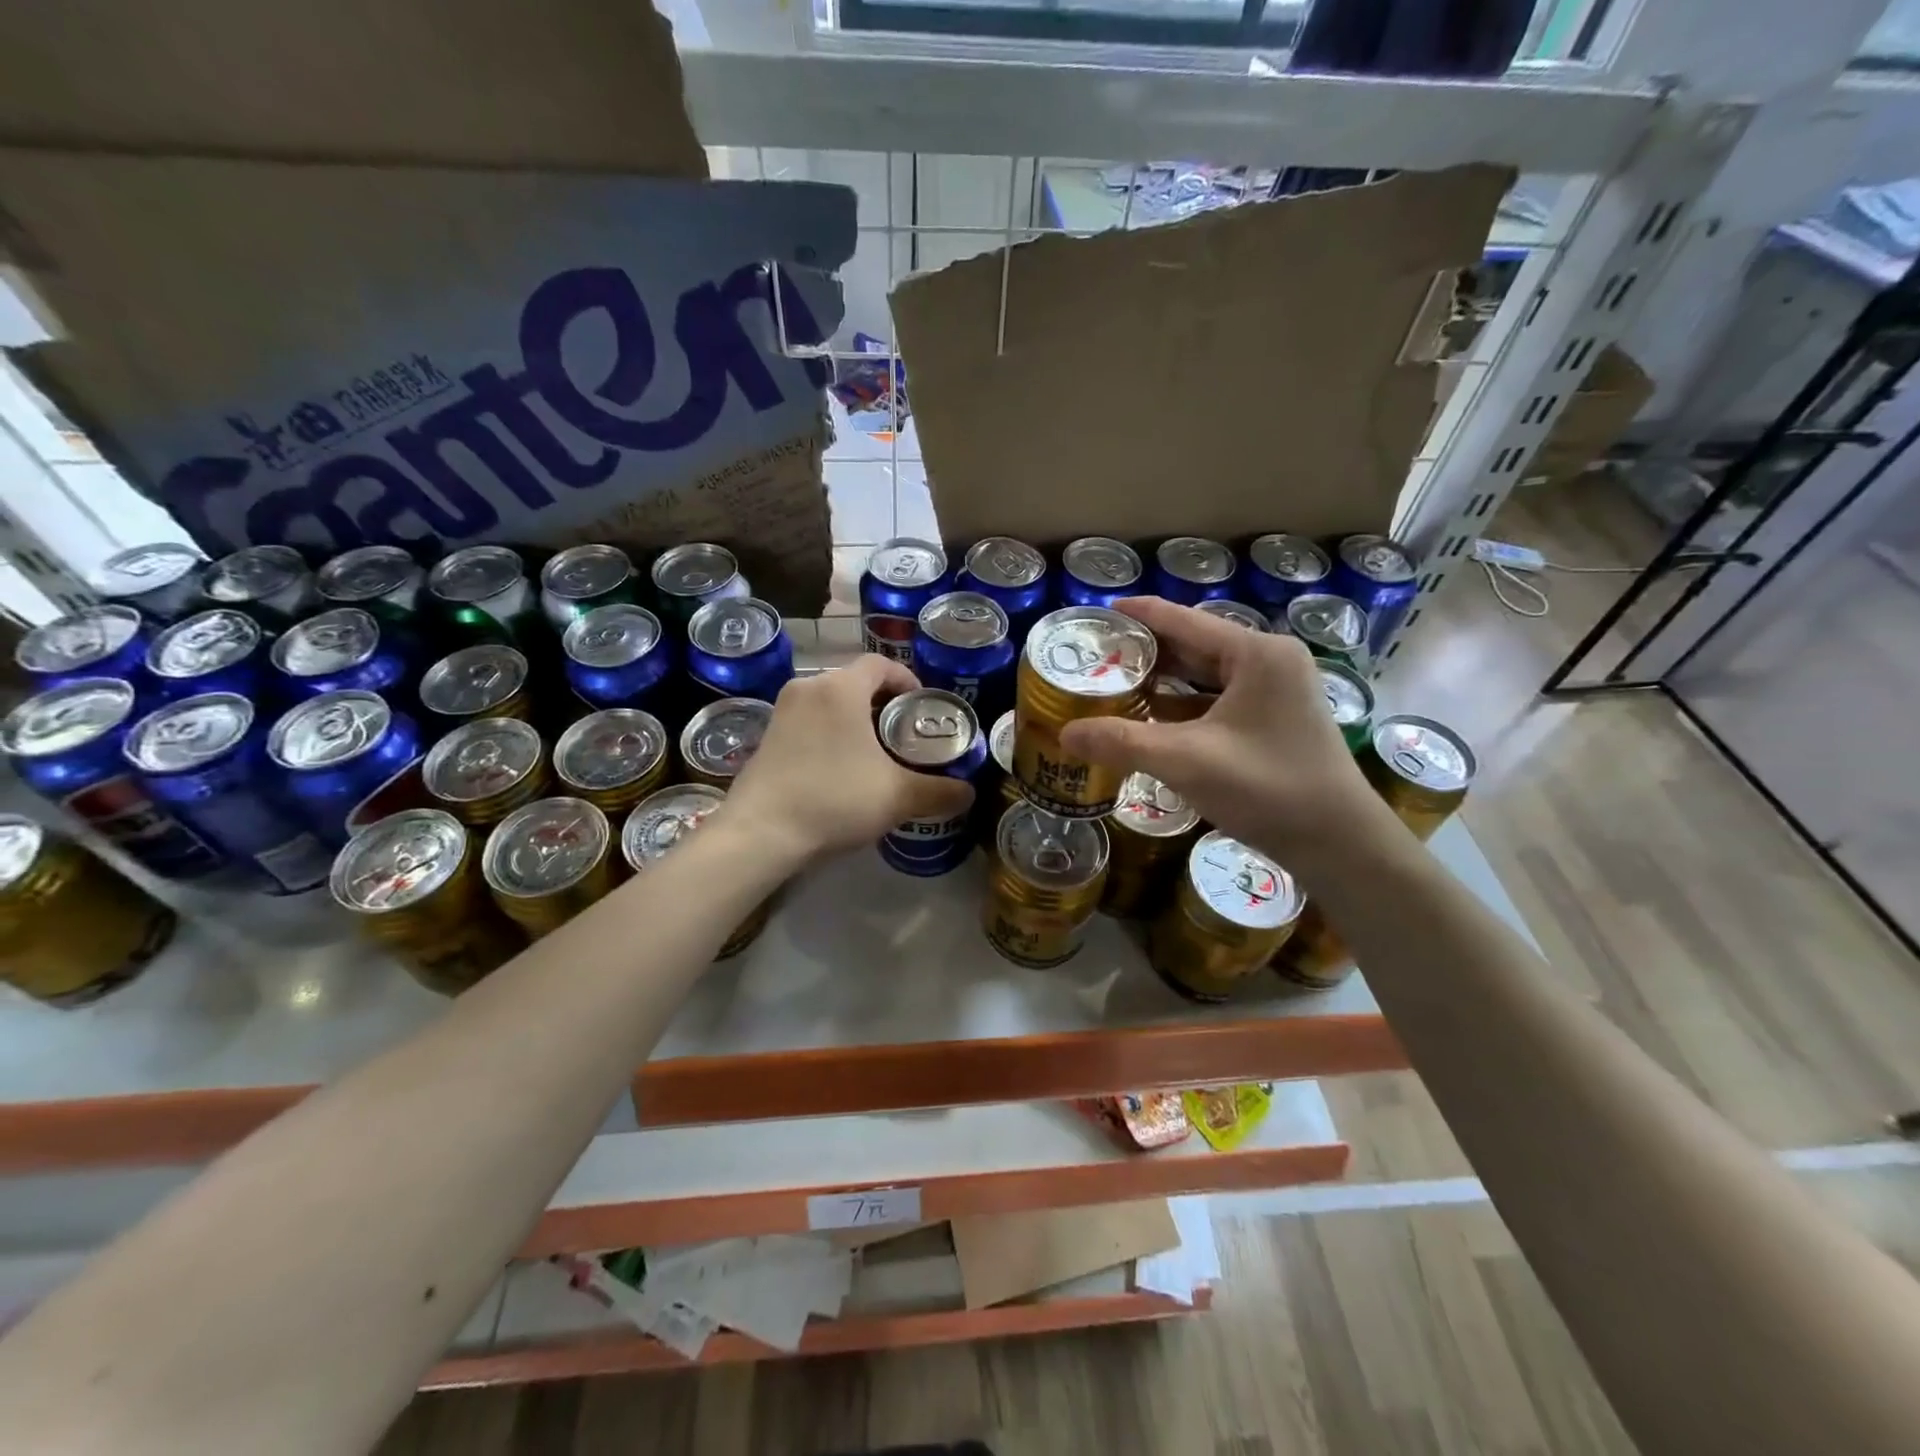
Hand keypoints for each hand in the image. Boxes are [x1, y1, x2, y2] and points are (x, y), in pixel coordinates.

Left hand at [725, 656, 974, 865]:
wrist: (761, 833)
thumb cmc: (834, 799)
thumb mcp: (897, 796)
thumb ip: (939, 791)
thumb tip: (968, 793)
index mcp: (840, 688)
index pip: (881, 664)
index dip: (907, 680)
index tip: (922, 706)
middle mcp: (808, 688)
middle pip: (855, 682)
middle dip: (883, 704)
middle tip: (905, 734)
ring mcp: (782, 712)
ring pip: (830, 703)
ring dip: (855, 720)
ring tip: (876, 754)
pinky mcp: (767, 737)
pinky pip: (809, 722)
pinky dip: (830, 734)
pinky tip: (840, 771)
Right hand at [1058, 598, 1388, 865]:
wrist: (1339, 844)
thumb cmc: (1268, 789)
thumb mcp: (1187, 761)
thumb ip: (1123, 742)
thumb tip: (1065, 734)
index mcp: (1256, 653)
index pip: (1183, 620)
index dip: (1137, 615)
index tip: (1095, 613)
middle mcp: (1269, 661)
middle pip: (1194, 646)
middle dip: (1144, 652)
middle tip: (1094, 657)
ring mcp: (1275, 692)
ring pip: (1205, 676)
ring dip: (1162, 682)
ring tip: (1112, 685)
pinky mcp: (1274, 720)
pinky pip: (1217, 701)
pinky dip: (1183, 707)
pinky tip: (1149, 720)